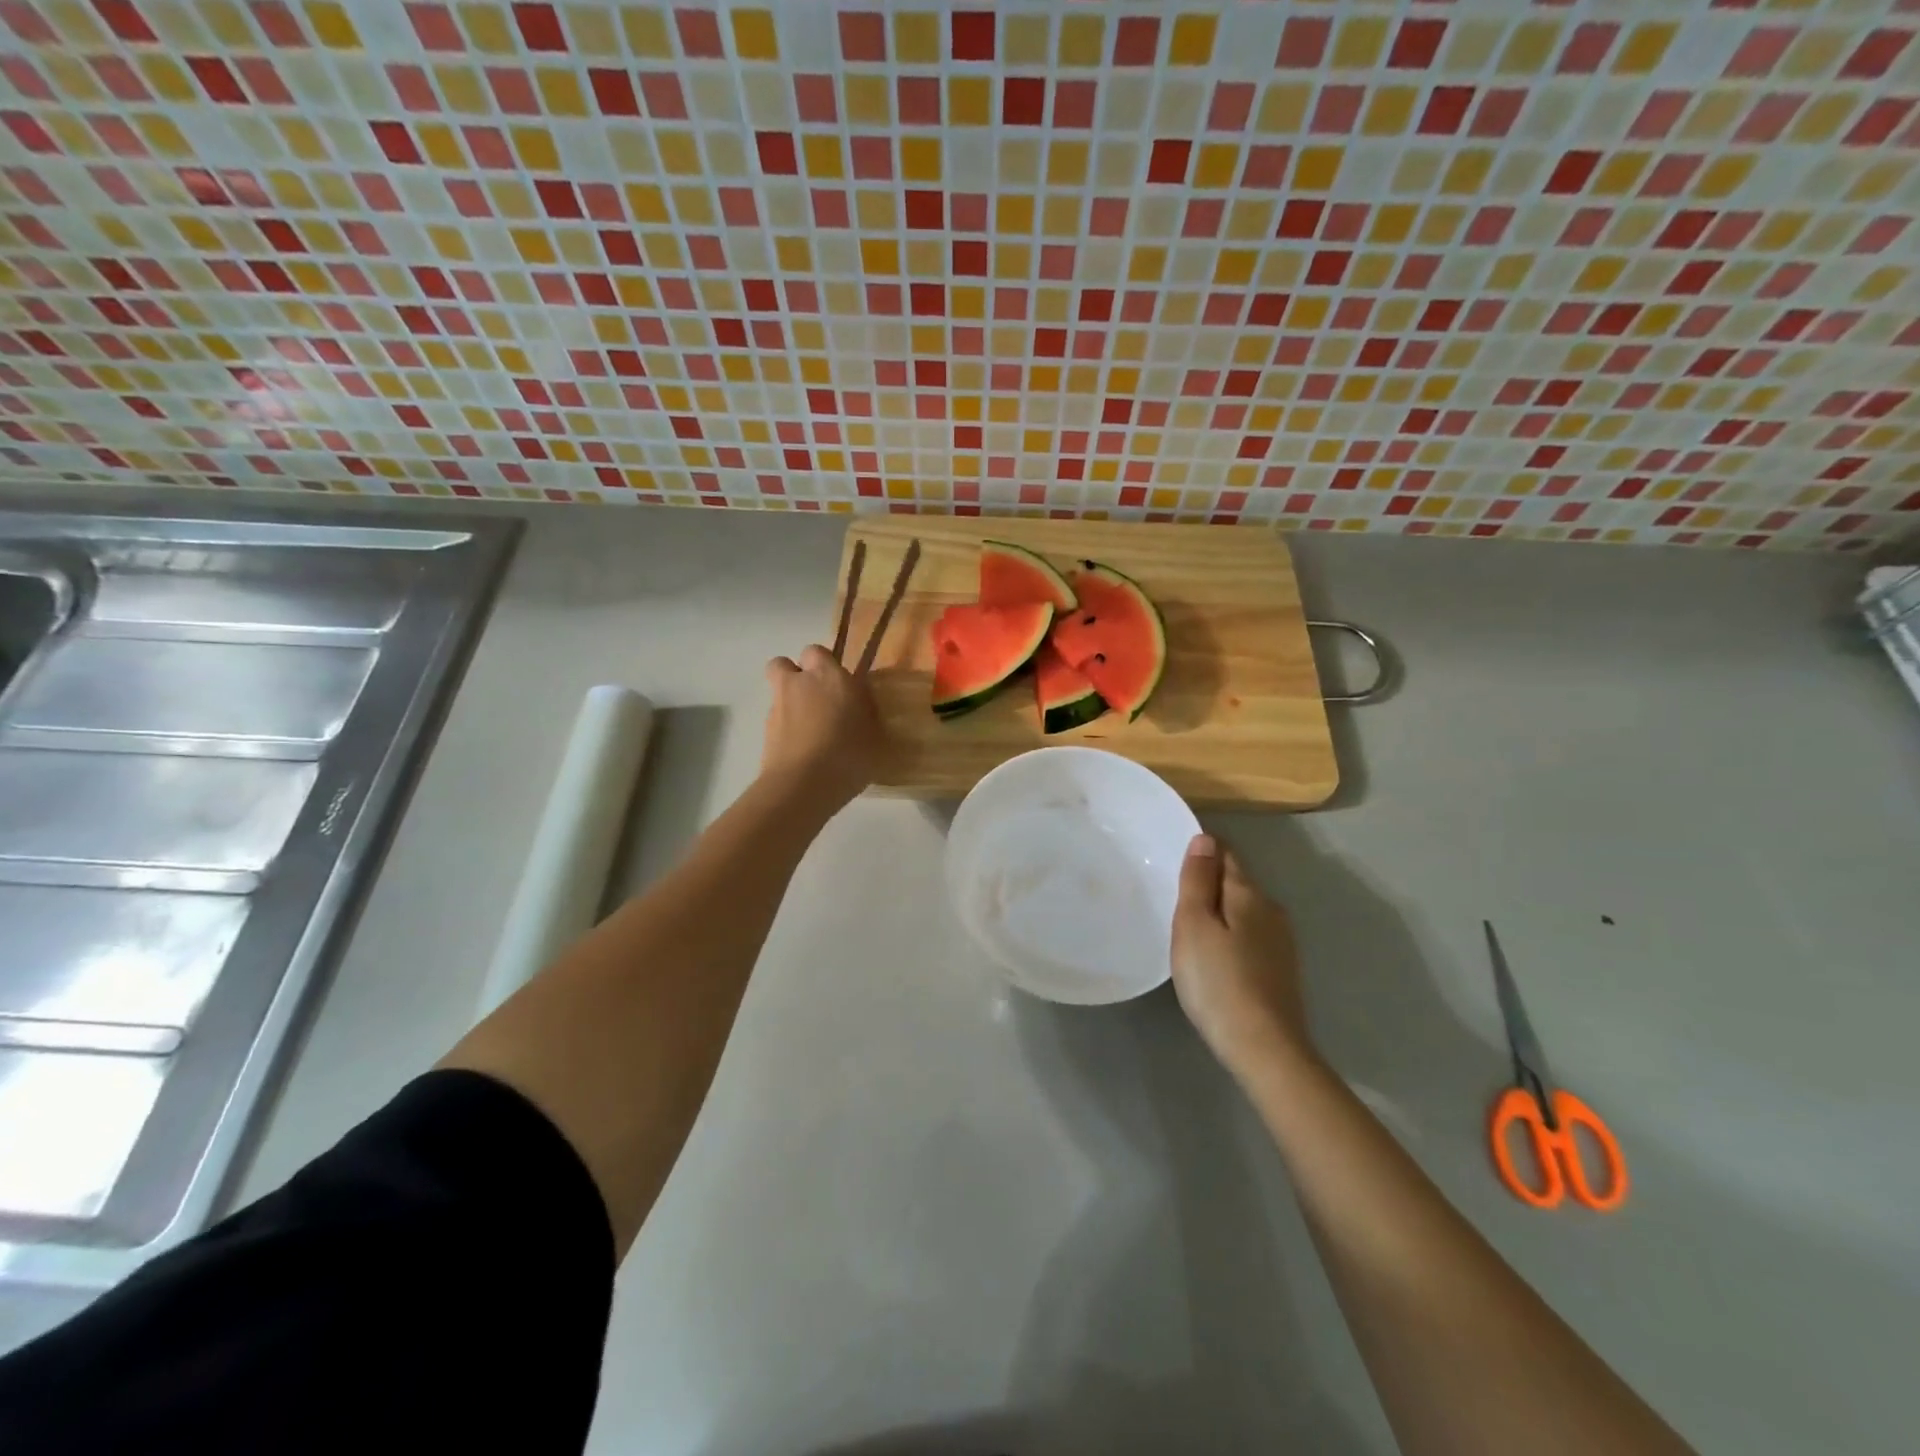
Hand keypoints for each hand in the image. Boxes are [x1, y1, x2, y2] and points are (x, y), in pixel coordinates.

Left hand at [761, 645, 882, 810]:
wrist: (804, 785)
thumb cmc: (850, 754)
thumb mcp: (875, 734)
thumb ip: (866, 714)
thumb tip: (860, 707)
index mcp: (829, 676)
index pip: (816, 651)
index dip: (824, 664)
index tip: (838, 683)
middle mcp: (798, 684)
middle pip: (783, 664)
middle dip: (795, 675)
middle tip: (816, 697)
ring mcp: (777, 708)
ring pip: (778, 693)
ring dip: (790, 703)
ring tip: (810, 730)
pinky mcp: (764, 733)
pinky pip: (775, 721)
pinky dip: (785, 730)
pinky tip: (803, 751)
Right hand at [1171, 833, 1313, 1078]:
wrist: (1264, 1048)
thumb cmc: (1218, 981)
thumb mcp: (1194, 925)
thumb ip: (1198, 880)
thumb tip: (1205, 838)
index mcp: (1248, 894)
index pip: (1225, 854)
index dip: (1201, 851)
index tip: (1173, 858)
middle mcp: (1271, 910)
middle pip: (1236, 882)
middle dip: (1209, 882)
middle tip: (1173, 894)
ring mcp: (1281, 942)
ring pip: (1244, 911)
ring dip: (1220, 911)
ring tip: (1189, 926)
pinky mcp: (1281, 970)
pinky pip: (1249, 936)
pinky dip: (1230, 935)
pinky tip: (1215, 956)